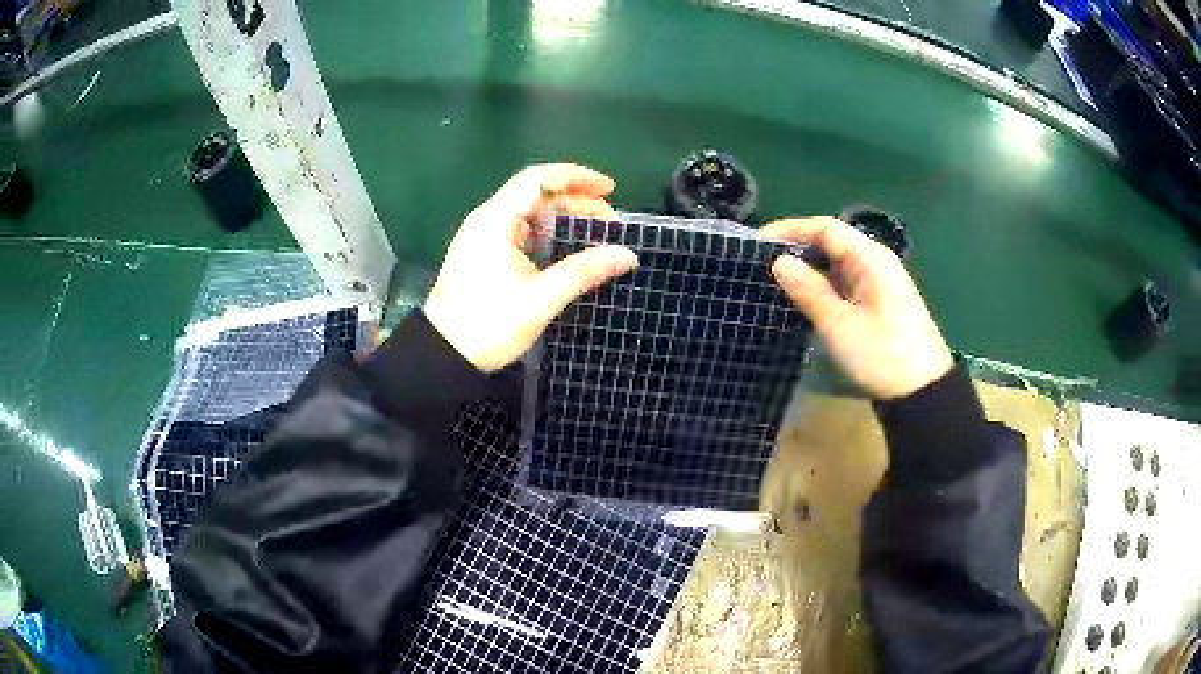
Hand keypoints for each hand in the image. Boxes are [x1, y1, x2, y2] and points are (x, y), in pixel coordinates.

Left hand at [424, 164, 638, 372]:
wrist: (444, 356)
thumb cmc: (489, 324)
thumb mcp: (542, 299)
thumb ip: (585, 272)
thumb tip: (627, 255)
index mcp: (496, 220)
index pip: (539, 179)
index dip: (577, 177)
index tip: (609, 189)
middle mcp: (487, 219)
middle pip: (536, 193)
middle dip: (576, 201)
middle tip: (610, 222)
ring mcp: (482, 236)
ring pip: (528, 212)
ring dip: (563, 217)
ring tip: (594, 233)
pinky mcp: (482, 254)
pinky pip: (519, 229)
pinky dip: (547, 232)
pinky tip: (565, 247)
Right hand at [760, 217, 953, 399]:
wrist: (922, 391)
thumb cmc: (882, 355)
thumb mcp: (840, 325)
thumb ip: (809, 290)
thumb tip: (779, 262)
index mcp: (870, 258)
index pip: (826, 228)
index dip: (790, 229)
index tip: (758, 242)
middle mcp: (876, 262)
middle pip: (833, 242)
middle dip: (798, 248)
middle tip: (762, 263)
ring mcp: (880, 282)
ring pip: (839, 263)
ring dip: (810, 268)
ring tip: (777, 281)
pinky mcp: (880, 302)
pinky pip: (846, 282)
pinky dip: (824, 285)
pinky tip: (806, 299)